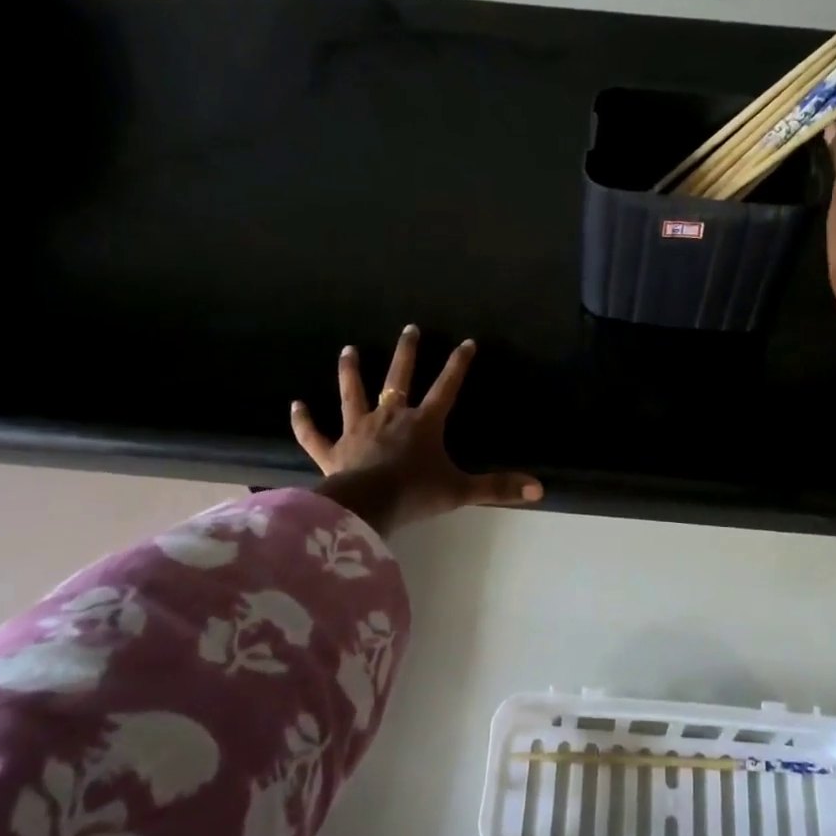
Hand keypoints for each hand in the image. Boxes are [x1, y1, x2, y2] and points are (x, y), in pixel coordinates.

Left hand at [291, 326, 542, 534]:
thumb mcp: (461, 491)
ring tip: (349, 350)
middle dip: (406, 352)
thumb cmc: (415, 495)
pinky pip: (314, 434)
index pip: (446, 387)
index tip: (466, 342)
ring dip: (350, 372)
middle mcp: (390, 417)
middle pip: (399, 378)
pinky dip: (304, 421)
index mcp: (423, 423)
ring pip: (353, 394)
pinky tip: (296, 405)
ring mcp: (357, 430)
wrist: (367, 507)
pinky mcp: (331, 450)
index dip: (458, 365)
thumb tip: (539, 488)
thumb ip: (498, 487)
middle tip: (410, 328)